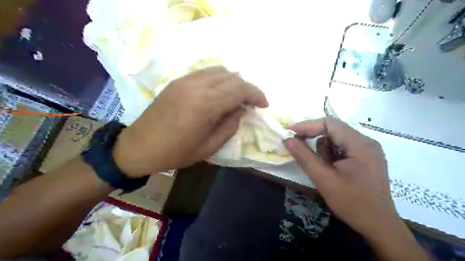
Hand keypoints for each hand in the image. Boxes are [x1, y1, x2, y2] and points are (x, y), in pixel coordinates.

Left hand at [113, 66, 268, 177]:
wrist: (139, 147)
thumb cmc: (175, 152)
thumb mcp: (209, 147)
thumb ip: (230, 126)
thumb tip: (241, 110)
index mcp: (205, 104)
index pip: (239, 89)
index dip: (256, 95)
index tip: (263, 105)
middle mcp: (196, 85)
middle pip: (232, 77)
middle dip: (247, 89)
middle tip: (251, 104)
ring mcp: (185, 80)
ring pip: (220, 71)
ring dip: (234, 83)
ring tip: (237, 98)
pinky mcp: (178, 81)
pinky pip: (206, 73)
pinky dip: (219, 80)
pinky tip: (219, 93)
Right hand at [283, 118, 399, 238]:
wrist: (379, 226)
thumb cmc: (352, 203)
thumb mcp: (323, 179)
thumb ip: (304, 157)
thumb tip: (287, 139)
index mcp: (359, 144)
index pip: (329, 123)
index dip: (307, 125)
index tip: (290, 132)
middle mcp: (366, 142)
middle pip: (333, 129)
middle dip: (314, 138)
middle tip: (301, 149)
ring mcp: (368, 149)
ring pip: (337, 138)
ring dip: (324, 149)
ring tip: (325, 168)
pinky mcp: (367, 157)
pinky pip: (343, 147)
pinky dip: (332, 154)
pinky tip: (333, 169)